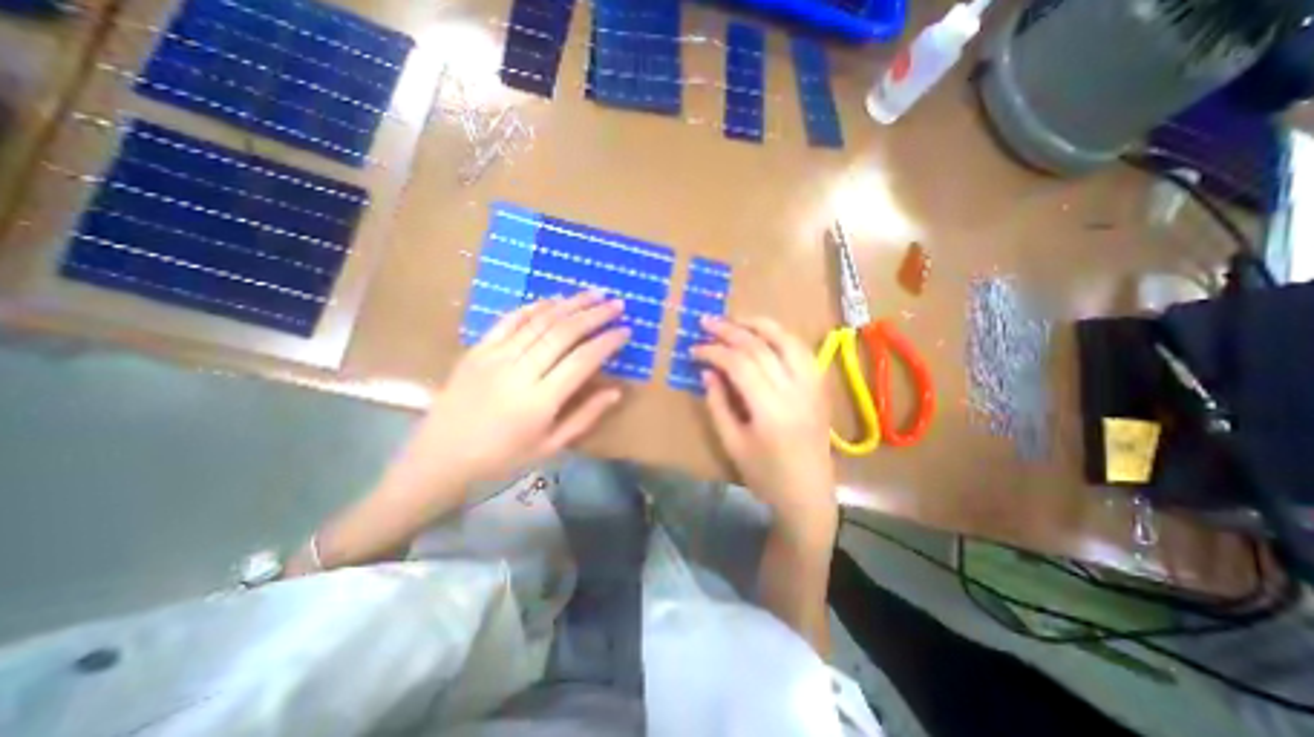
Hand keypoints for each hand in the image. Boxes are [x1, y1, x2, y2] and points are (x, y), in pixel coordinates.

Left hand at [412, 291, 632, 489]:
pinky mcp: (478, 349)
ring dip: (570, 304)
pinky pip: (509, 320)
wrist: (440, 457)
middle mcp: (519, 372)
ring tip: (594, 293)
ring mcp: (495, 357)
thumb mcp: (549, 447)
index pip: (582, 361)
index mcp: (539, 402)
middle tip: (616, 304)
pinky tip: (554, 299)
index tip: (625, 330)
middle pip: (563, 333)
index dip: (607, 342)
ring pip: (539, 321)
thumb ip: (584, 417)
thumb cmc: (501, 458)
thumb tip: (615, 391)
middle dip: (594, 315)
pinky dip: (534, 307)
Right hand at [692, 315, 834, 537]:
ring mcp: (812, 386)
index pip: (739, 364)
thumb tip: (706, 371)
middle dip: (730, 331)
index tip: (693, 349)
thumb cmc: (765, 476)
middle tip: (707, 322)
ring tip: (736, 319)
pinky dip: (782, 336)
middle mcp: (795, 391)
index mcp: (770, 409)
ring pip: (787, 340)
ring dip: (760, 325)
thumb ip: (718, 403)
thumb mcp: (732, 443)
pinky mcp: (819, 388)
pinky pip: (802, 351)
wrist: (808, 494)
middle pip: (761, 347)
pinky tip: (766, 334)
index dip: (713, 352)